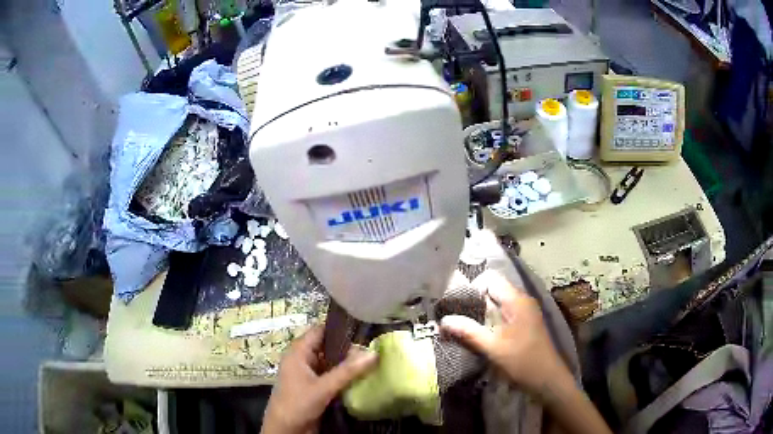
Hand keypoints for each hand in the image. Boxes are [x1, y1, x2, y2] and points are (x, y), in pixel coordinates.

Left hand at [262, 326, 377, 433]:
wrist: (286, 429)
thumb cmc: (297, 403)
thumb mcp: (323, 387)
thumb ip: (348, 371)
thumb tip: (374, 353)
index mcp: (298, 352)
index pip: (320, 330)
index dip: (339, 328)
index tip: (363, 329)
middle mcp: (303, 359)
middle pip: (328, 347)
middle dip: (348, 348)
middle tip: (373, 349)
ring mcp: (309, 374)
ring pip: (331, 362)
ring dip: (348, 363)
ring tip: (372, 360)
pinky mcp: (315, 387)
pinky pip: (332, 375)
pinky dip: (344, 375)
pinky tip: (362, 376)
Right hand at [440, 271, 566, 394]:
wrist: (548, 379)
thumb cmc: (523, 362)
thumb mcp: (493, 348)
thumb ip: (469, 332)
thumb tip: (443, 320)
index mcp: (517, 300)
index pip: (490, 279)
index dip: (472, 288)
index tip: (457, 306)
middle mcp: (521, 301)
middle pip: (492, 290)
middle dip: (472, 302)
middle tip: (453, 317)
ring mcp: (523, 312)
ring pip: (496, 303)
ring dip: (478, 313)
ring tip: (460, 326)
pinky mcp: (523, 324)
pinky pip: (502, 314)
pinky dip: (488, 320)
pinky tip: (477, 334)